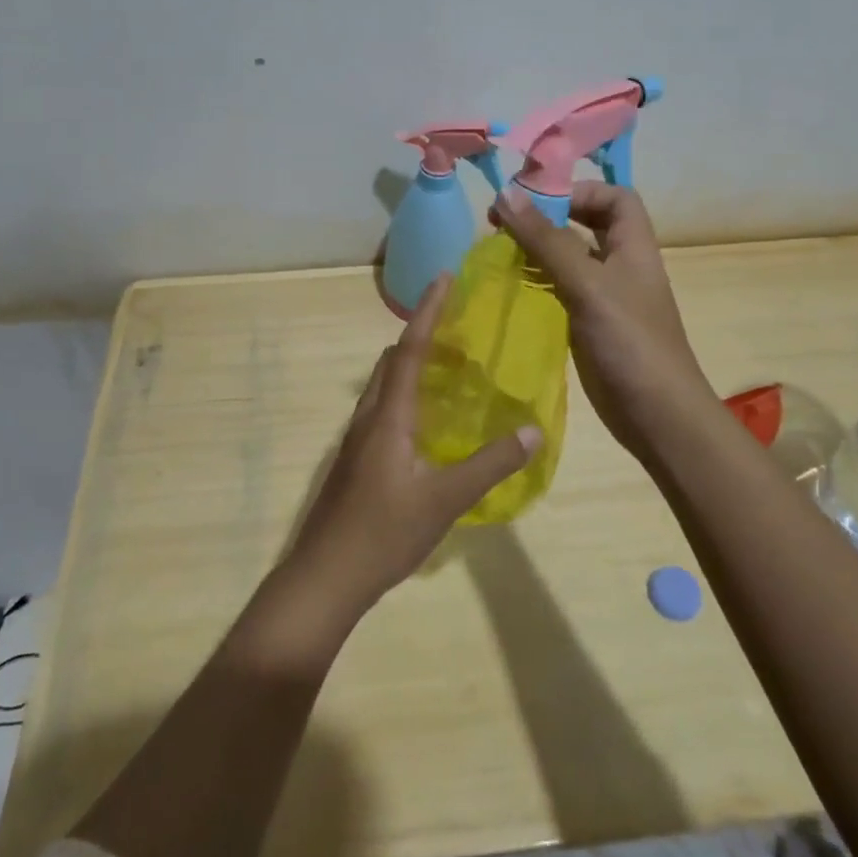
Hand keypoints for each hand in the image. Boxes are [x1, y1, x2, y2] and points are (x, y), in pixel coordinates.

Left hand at [286, 275, 538, 614]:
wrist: (324, 578)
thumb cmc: (383, 533)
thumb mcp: (445, 500)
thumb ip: (490, 465)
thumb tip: (533, 431)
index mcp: (388, 416)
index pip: (408, 349)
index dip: (427, 312)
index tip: (443, 278)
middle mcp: (369, 417)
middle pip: (392, 361)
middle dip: (422, 336)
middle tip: (459, 331)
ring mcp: (357, 440)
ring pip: (385, 386)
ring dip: (413, 367)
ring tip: (451, 372)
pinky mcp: (356, 461)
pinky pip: (383, 409)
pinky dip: (407, 396)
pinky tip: (430, 424)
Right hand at [494, 183, 723, 465]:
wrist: (657, 416)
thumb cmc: (629, 342)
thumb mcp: (587, 284)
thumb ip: (547, 240)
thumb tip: (506, 193)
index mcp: (633, 246)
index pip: (614, 196)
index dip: (579, 190)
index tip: (534, 200)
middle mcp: (621, 265)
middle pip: (587, 224)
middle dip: (547, 217)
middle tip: (502, 223)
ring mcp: (606, 297)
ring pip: (570, 258)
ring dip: (537, 249)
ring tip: (498, 252)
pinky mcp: (590, 324)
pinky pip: (561, 289)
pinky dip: (538, 281)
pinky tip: (512, 287)